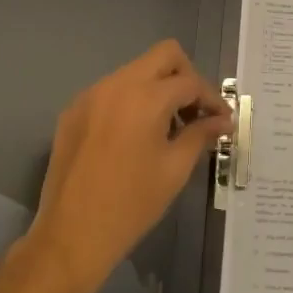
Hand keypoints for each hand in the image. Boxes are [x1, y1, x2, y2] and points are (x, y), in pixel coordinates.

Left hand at [26, 41, 230, 292]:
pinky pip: (112, 90)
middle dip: (186, 78)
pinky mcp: (74, 110)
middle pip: (164, 55)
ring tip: (168, 126)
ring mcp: (91, 94)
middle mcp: (117, 84)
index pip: (190, 82)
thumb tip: (222, 121)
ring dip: (158, 88)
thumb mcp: (174, 170)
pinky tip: (135, 135)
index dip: (212, 99)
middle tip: (196, 111)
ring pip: (136, 70)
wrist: (70, 236)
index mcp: (145, 97)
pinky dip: (132, 101)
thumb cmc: (131, 205)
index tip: (222, 120)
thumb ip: (200, 135)